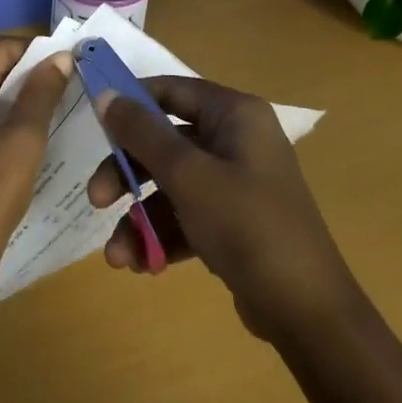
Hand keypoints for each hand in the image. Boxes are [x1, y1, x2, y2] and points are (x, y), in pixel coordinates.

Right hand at [86, 76, 360, 343]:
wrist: (306, 311)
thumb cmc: (246, 225)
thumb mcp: (187, 175)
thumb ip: (142, 133)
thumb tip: (105, 94)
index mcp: (235, 116)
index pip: (172, 90)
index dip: (132, 102)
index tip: (94, 121)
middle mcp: (237, 141)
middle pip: (165, 142)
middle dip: (127, 174)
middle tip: (97, 200)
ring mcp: (237, 183)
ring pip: (171, 185)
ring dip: (139, 218)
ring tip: (118, 256)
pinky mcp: (234, 221)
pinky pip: (187, 216)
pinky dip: (162, 236)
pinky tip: (142, 265)